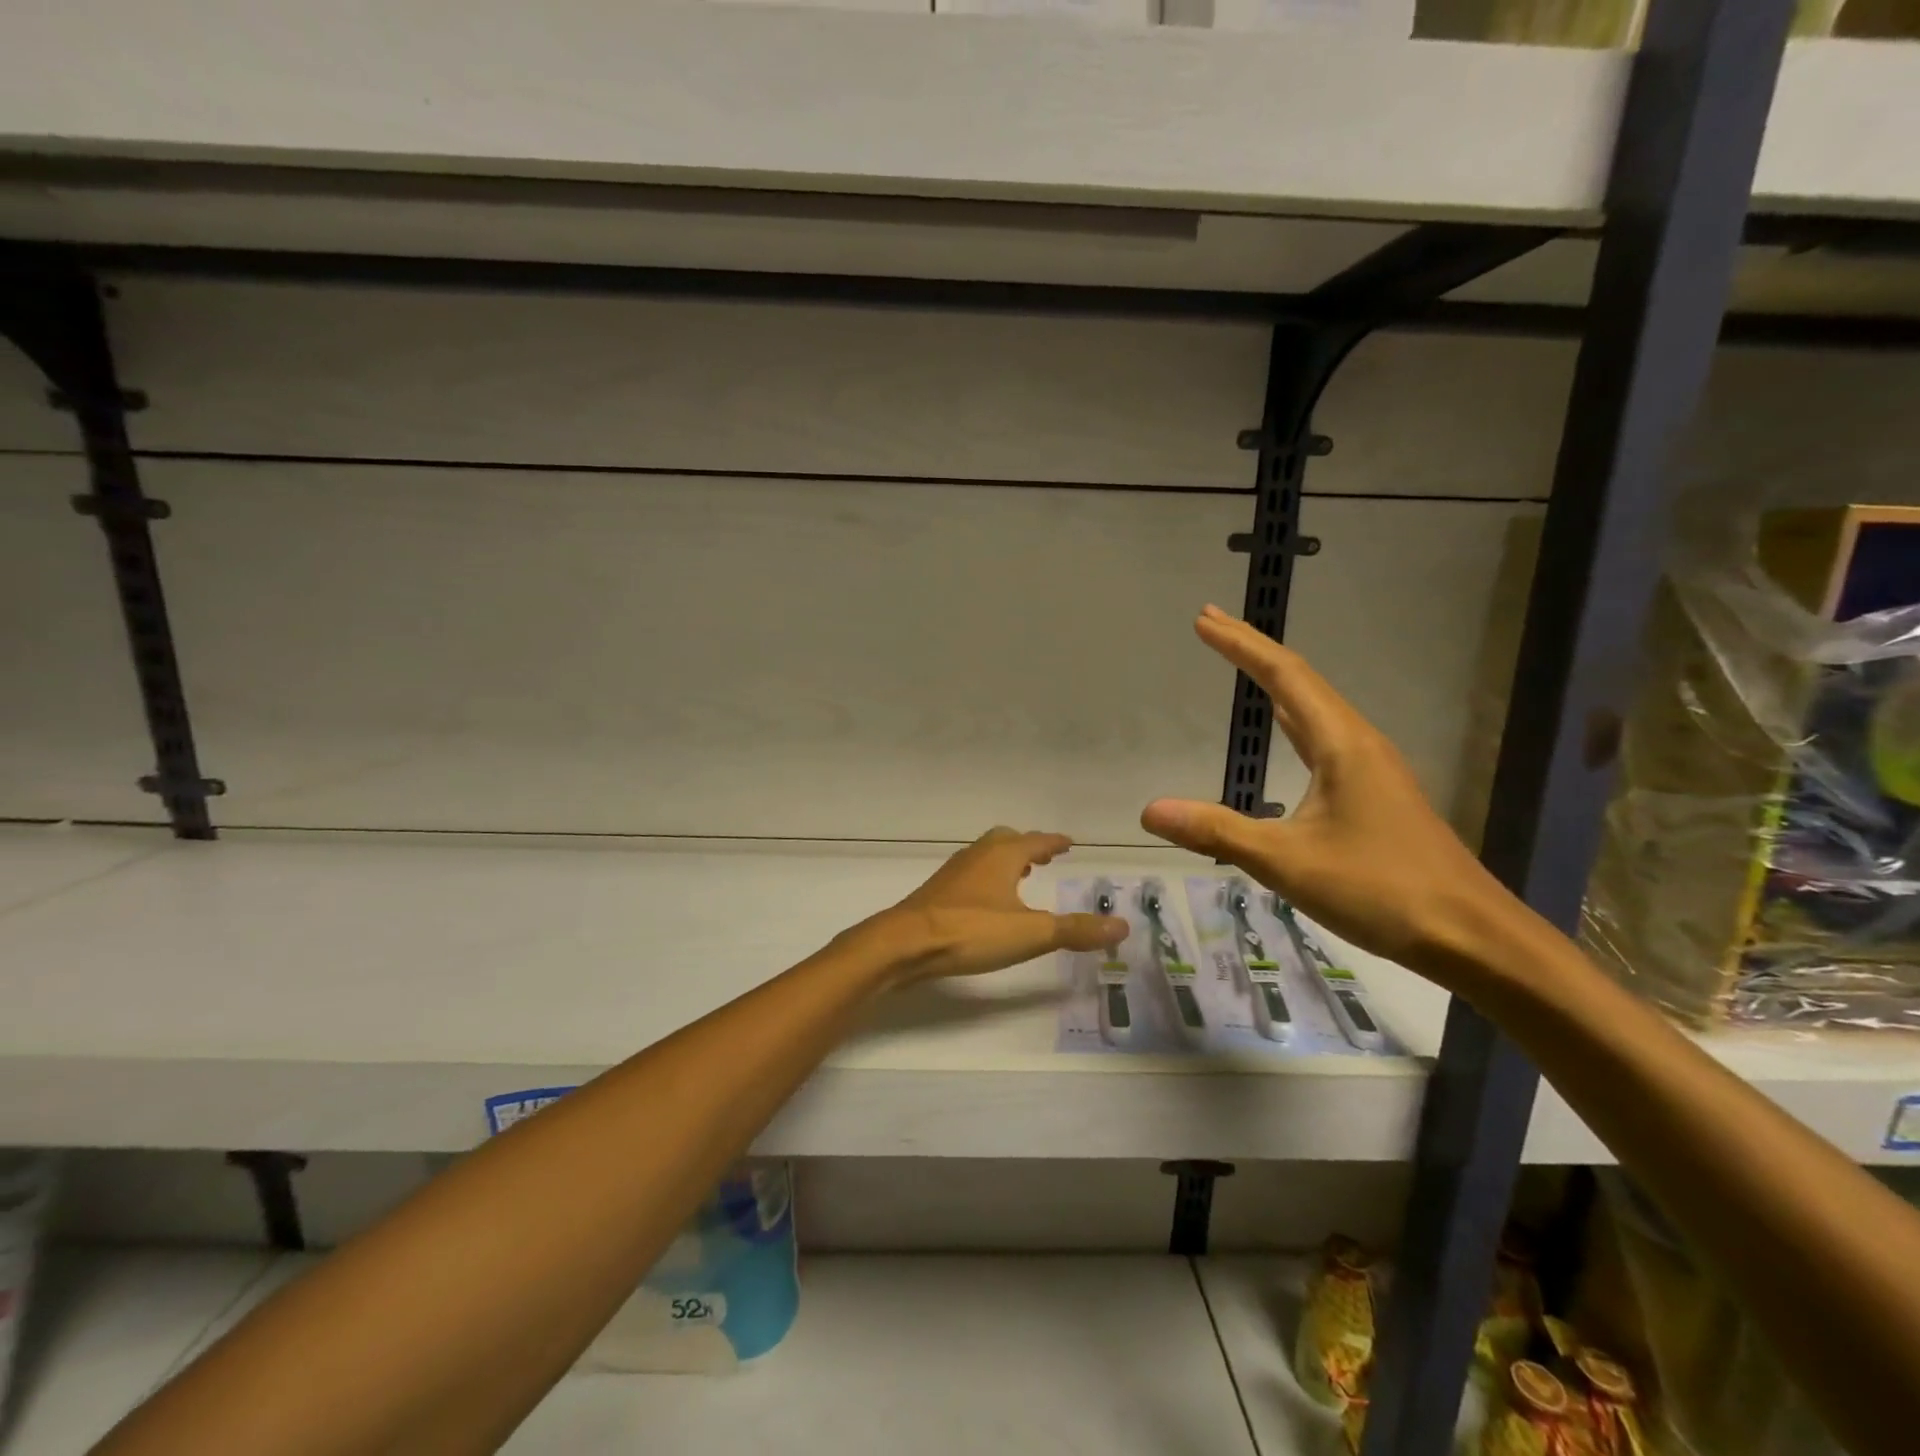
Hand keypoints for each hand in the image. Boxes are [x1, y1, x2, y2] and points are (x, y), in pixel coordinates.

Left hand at [855, 828, 1129, 982]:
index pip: (1036, 841)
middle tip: (1046, 857)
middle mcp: (978, 855)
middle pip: (1007, 840)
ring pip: (986, 857)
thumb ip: (1075, 930)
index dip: (1055, 842)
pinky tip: (989, 903)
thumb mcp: (1031, 933)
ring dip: (1006, 862)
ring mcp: (954, 873)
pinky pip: (971, 875)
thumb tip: (1122, 924)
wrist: (906, 943)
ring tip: (1022, 878)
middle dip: (1029, 847)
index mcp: (1003, 855)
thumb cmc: (972, 931)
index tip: (1069, 843)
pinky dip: (988, 879)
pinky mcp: (938, 893)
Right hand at [1140, 606, 1511, 976]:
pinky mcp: (1376, 794)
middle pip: (1301, 681)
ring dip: (1275, 681)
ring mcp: (1372, 769)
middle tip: (1212, 626)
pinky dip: (1293, 717)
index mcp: (1341, 745)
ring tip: (1242, 663)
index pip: (1284, 677)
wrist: (1471, 935)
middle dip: (1254, 651)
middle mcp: (1359, 743)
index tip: (1204, 619)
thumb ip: (1217, 831)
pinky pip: (1324, 736)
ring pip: (1316, 708)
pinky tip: (1286, 729)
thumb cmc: (1380, 890)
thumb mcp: (1287, 862)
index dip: (1242, 645)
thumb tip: (1150, 810)